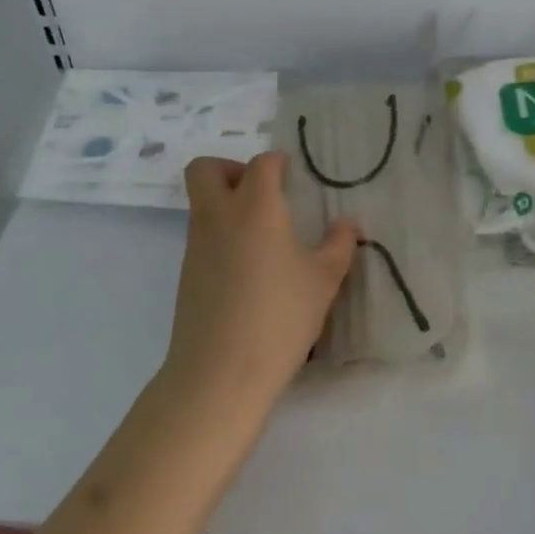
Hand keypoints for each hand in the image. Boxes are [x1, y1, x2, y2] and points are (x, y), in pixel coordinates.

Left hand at [161, 152, 358, 410]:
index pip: (261, 164)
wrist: (220, 371)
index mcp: (255, 207)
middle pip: (205, 168)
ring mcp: (196, 245)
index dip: (277, 162)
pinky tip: (248, 270)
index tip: (293, 174)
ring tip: (263, 236)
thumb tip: (348, 224)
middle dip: (230, 168)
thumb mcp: (323, 281)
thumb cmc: (280, 317)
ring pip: (200, 203)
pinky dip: (221, 236)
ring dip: (225, 203)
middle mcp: (219, 216)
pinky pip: (201, 236)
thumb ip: (338, 245)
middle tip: (261, 193)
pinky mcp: (186, 273)